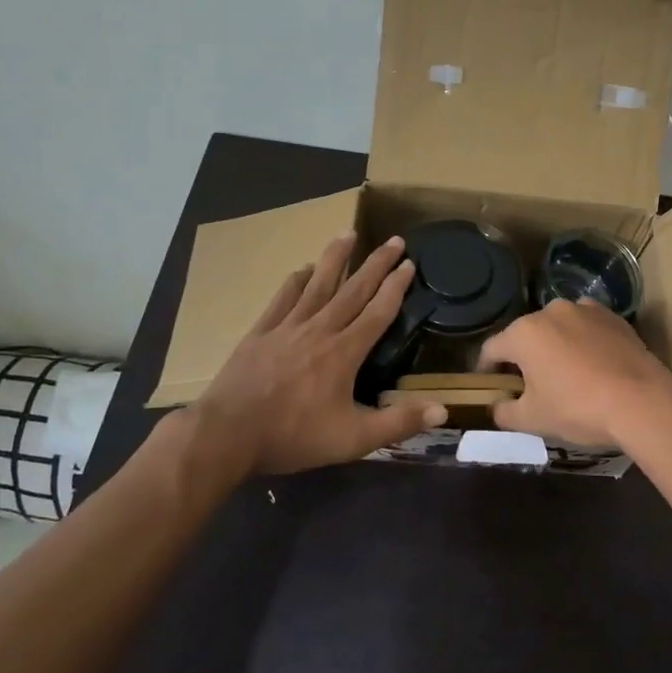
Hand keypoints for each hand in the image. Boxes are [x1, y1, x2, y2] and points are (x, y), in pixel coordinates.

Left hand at [192, 233, 445, 476]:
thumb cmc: (293, 436)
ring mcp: (287, 327)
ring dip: (335, 258)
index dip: (396, 287)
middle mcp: (319, 330)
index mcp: (344, 352)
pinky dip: (295, 281)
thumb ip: (398, 423)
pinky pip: (282, 299)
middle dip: (376, 263)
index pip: (378, 312)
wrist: (227, 434)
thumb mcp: (353, 439)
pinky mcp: (260, 332)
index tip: (410, 264)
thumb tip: (443, 411)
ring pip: (317, 284)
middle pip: (353, 290)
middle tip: (395, 239)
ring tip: (349, 233)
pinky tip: (302, 269)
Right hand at [477, 298, 671, 448]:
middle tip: (528, 386)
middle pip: (525, 335)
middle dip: (522, 357)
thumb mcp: (533, 420)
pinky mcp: (612, 316)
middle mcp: (550, 311)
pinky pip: (586, 327)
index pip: (491, 349)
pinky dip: (582, 341)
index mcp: (523, 333)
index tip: (490, 387)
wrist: (642, 401)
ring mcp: (584, 309)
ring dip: (554, 346)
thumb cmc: (578, 409)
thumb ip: (504, 412)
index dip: (486, 370)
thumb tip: (496, 407)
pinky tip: (592, 364)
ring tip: (564, 373)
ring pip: (557, 328)